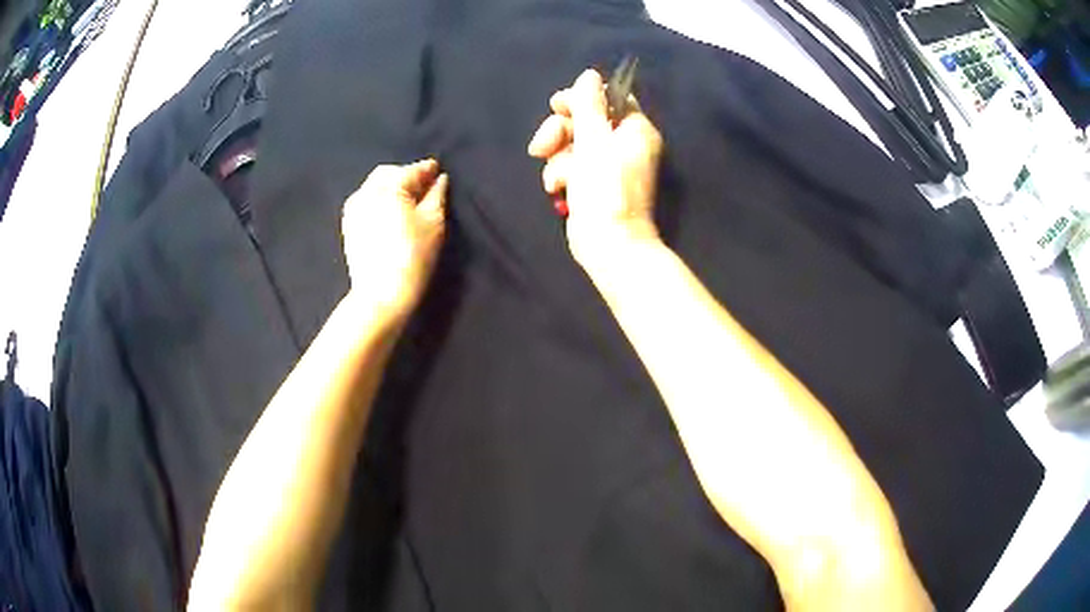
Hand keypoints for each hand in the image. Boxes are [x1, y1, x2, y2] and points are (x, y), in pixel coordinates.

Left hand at [341, 160, 447, 321]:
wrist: (380, 294)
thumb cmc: (413, 257)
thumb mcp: (433, 224)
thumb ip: (437, 196)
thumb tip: (440, 179)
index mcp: (389, 187)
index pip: (412, 170)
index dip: (427, 169)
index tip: (438, 170)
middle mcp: (366, 191)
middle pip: (389, 173)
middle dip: (407, 175)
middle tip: (424, 187)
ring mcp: (353, 208)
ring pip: (374, 185)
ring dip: (391, 186)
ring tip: (407, 199)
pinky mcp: (348, 224)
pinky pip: (364, 200)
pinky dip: (378, 199)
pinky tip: (389, 211)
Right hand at [527, 69, 663, 266]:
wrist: (609, 245)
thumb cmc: (606, 189)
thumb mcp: (594, 140)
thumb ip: (588, 105)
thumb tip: (589, 75)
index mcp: (635, 130)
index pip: (608, 99)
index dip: (581, 99)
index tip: (557, 106)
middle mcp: (624, 145)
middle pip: (584, 121)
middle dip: (559, 132)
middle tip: (542, 146)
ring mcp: (608, 166)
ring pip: (571, 144)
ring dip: (557, 159)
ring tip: (557, 180)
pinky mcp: (592, 185)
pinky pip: (570, 167)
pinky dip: (560, 176)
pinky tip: (557, 191)